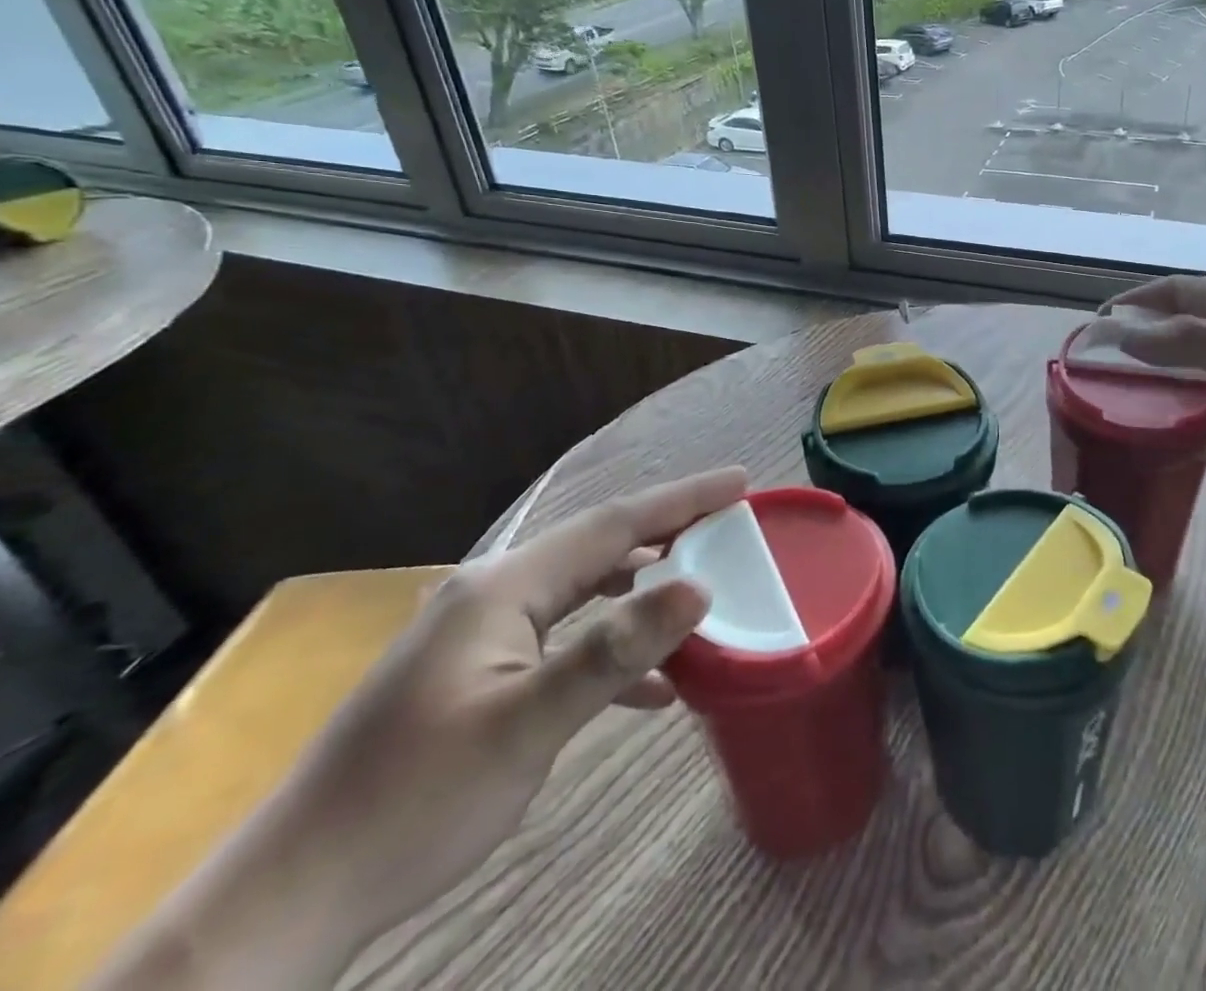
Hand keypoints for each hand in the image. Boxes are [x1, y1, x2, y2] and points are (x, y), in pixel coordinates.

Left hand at [90, 465, 748, 990]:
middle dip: (667, 533)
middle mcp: (490, 593)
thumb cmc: (415, 802)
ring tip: (699, 586)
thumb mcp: (527, 725)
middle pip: (598, 547)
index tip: (740, 481)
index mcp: (501, 587)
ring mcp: (478, 633)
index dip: (681, 500)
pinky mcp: (475, 672)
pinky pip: (562, 635)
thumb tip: (698, 587)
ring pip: (581, 590)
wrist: (293, 896)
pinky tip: (648, 681)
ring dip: (640, 586)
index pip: (612, 524)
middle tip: (729, 526)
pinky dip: (608, 643)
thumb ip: (616, 650)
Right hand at [1107, 277, 1205, 487]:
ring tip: (1137, 408)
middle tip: (1107, 371)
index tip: (1096, 326)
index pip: (1176, 292)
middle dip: (1148, 345)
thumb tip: (1123, 334)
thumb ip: (1192, 343)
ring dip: (1176, 387)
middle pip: (1186, 329)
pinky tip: (1193, 453)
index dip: (1135, 303)